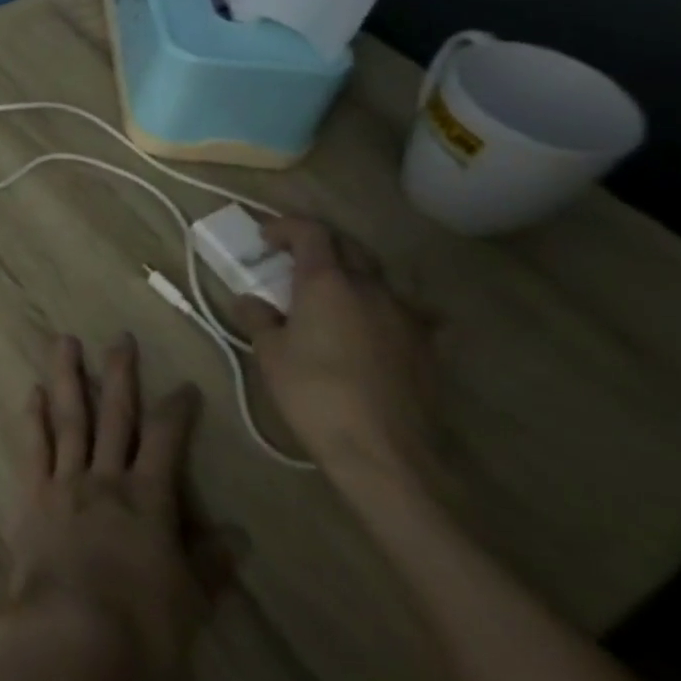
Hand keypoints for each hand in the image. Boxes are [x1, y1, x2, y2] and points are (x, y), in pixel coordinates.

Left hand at [2, 336, 223, 680]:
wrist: (70, 633)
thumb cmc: (140, 625)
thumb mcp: (190, 603)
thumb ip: (211, 565)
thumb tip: (238, 535)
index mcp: (147, 498)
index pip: (167, 440)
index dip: (177, 410)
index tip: (184, 385)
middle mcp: (105, 477)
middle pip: (114, 414)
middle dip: (119, 374)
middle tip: (120, 337)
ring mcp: (64, 480)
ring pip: (67, 416)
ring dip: (66, 375)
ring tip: (64, 339)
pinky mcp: (32, 493)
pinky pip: (33, 445)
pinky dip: (33, 416)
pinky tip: (32, 391)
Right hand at [236, 218, 441, 489]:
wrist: (385, 454)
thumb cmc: (314, 393)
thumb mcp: (269, 353)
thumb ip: (258, 317)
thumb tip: (251, 301)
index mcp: (327, 281)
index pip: (311, 231)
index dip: (285, 227)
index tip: (265, 239)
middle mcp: (371, 288)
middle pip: (349, 247)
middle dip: (320, 245)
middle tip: (294, 260)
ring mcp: (407, 317)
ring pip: (380, 278)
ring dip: (354, 275)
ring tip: (335, 294)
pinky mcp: (428, 348)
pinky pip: (409, 311)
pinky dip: (389, 308)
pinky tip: (379, 325)